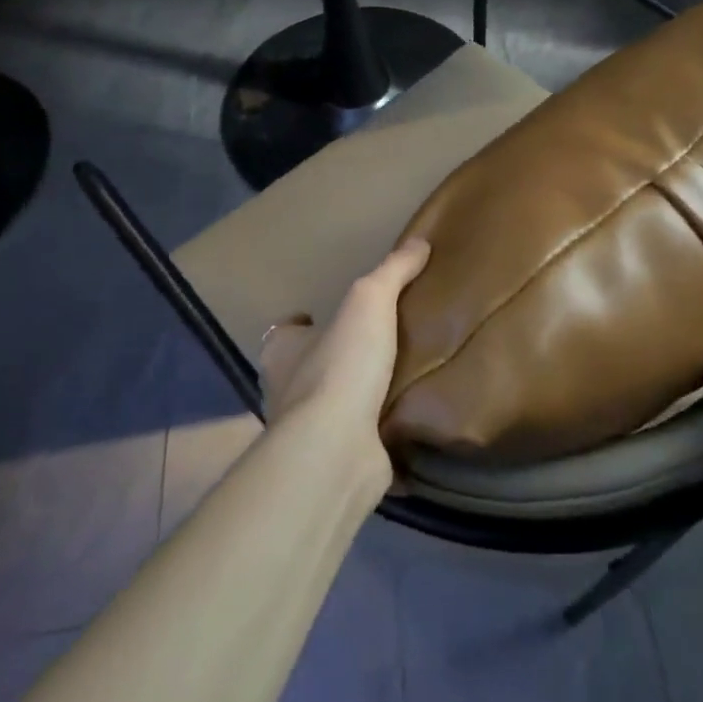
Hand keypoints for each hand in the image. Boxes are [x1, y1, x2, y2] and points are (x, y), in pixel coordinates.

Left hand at [260, 239, 430, 487]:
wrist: (338, 449)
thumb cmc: (341, 365)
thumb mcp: (370, 300)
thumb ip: (393, 270)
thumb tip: (420, 242)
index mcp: (282, 351)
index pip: (286, 331)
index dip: (305, 323)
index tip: (328, 316)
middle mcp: (285, 392)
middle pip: (308, 368)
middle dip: (335, 358)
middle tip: (375, 344)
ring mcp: (309, 431)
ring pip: (332, 405)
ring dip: (357, 395)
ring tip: (398, 377)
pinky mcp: (336, 459)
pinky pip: (358, 438)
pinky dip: (375, 431)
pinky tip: (405, 419)